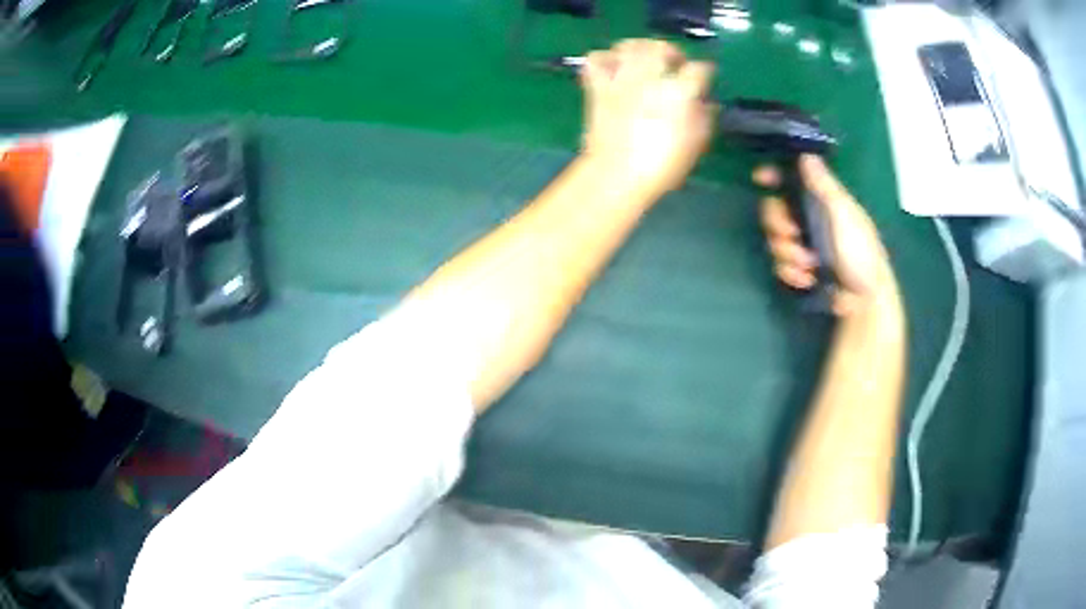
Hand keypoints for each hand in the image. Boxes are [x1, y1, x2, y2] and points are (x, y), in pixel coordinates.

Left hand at [580, 39, 715, 197]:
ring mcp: (621, 80)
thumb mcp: (695, 145)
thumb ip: (704, 118)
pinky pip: (596, 60)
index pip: (699, 69)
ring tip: (645, 60)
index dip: (704, 72)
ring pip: (629, 46)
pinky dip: (605, 58)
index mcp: (679, 92)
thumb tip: (705, 103)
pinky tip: (614, 68)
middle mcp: (650, 78)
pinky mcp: (598, 87)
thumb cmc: (662, 166)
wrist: (617, 176)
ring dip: (640, 48)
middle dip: (671, 52)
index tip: (704, 79)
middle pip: (661, 47)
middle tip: (674, 65)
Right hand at [756, 155, 897, 316]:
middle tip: (793, 236)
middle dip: (778, 226)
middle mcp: (810, 220)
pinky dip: (792, 273)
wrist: (865, 300)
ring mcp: (804, 246)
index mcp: (821, 201)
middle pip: (774, 211)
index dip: (774, 175)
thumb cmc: (860, 252)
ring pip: (775, 241)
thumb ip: (824, 186)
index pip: (791, 179)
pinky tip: (807, 280)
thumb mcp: (844, 214)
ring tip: (809, 265)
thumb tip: (806, 154)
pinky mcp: (801, 270)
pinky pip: (781, 265)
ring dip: (788, 255)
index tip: (760, 178)